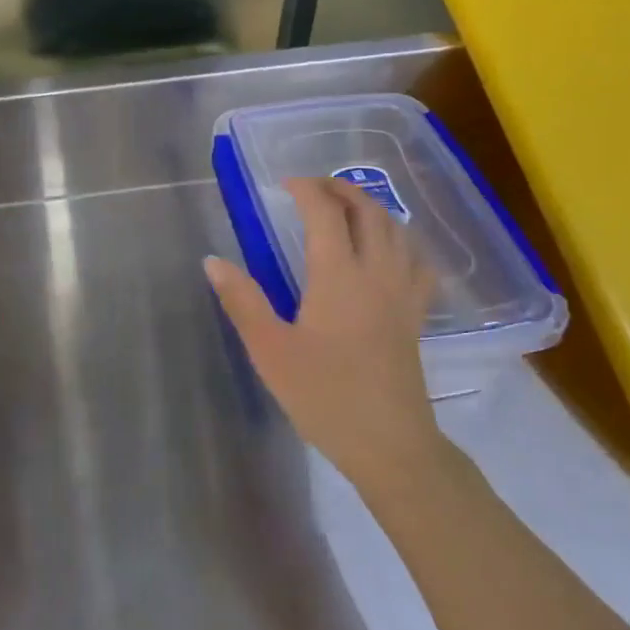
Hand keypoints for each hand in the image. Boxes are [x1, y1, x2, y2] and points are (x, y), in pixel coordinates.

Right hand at [207, 177, 442, 484]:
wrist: (389, 444)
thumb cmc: (324, 396)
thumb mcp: (270, 350)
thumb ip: (242, 301)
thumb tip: (213, 260)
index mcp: (338, 277)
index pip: (326, 213)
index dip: (306, 190)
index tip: (283, 184)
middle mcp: (376, 274)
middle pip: (368, 212)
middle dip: (340, 190)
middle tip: (311, 188)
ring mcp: (402, 294)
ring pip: (397, 231)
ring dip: (370, 208)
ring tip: (345, 208)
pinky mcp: (415, 315)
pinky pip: (416, 261)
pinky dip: (401, 240)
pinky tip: (389, 250)